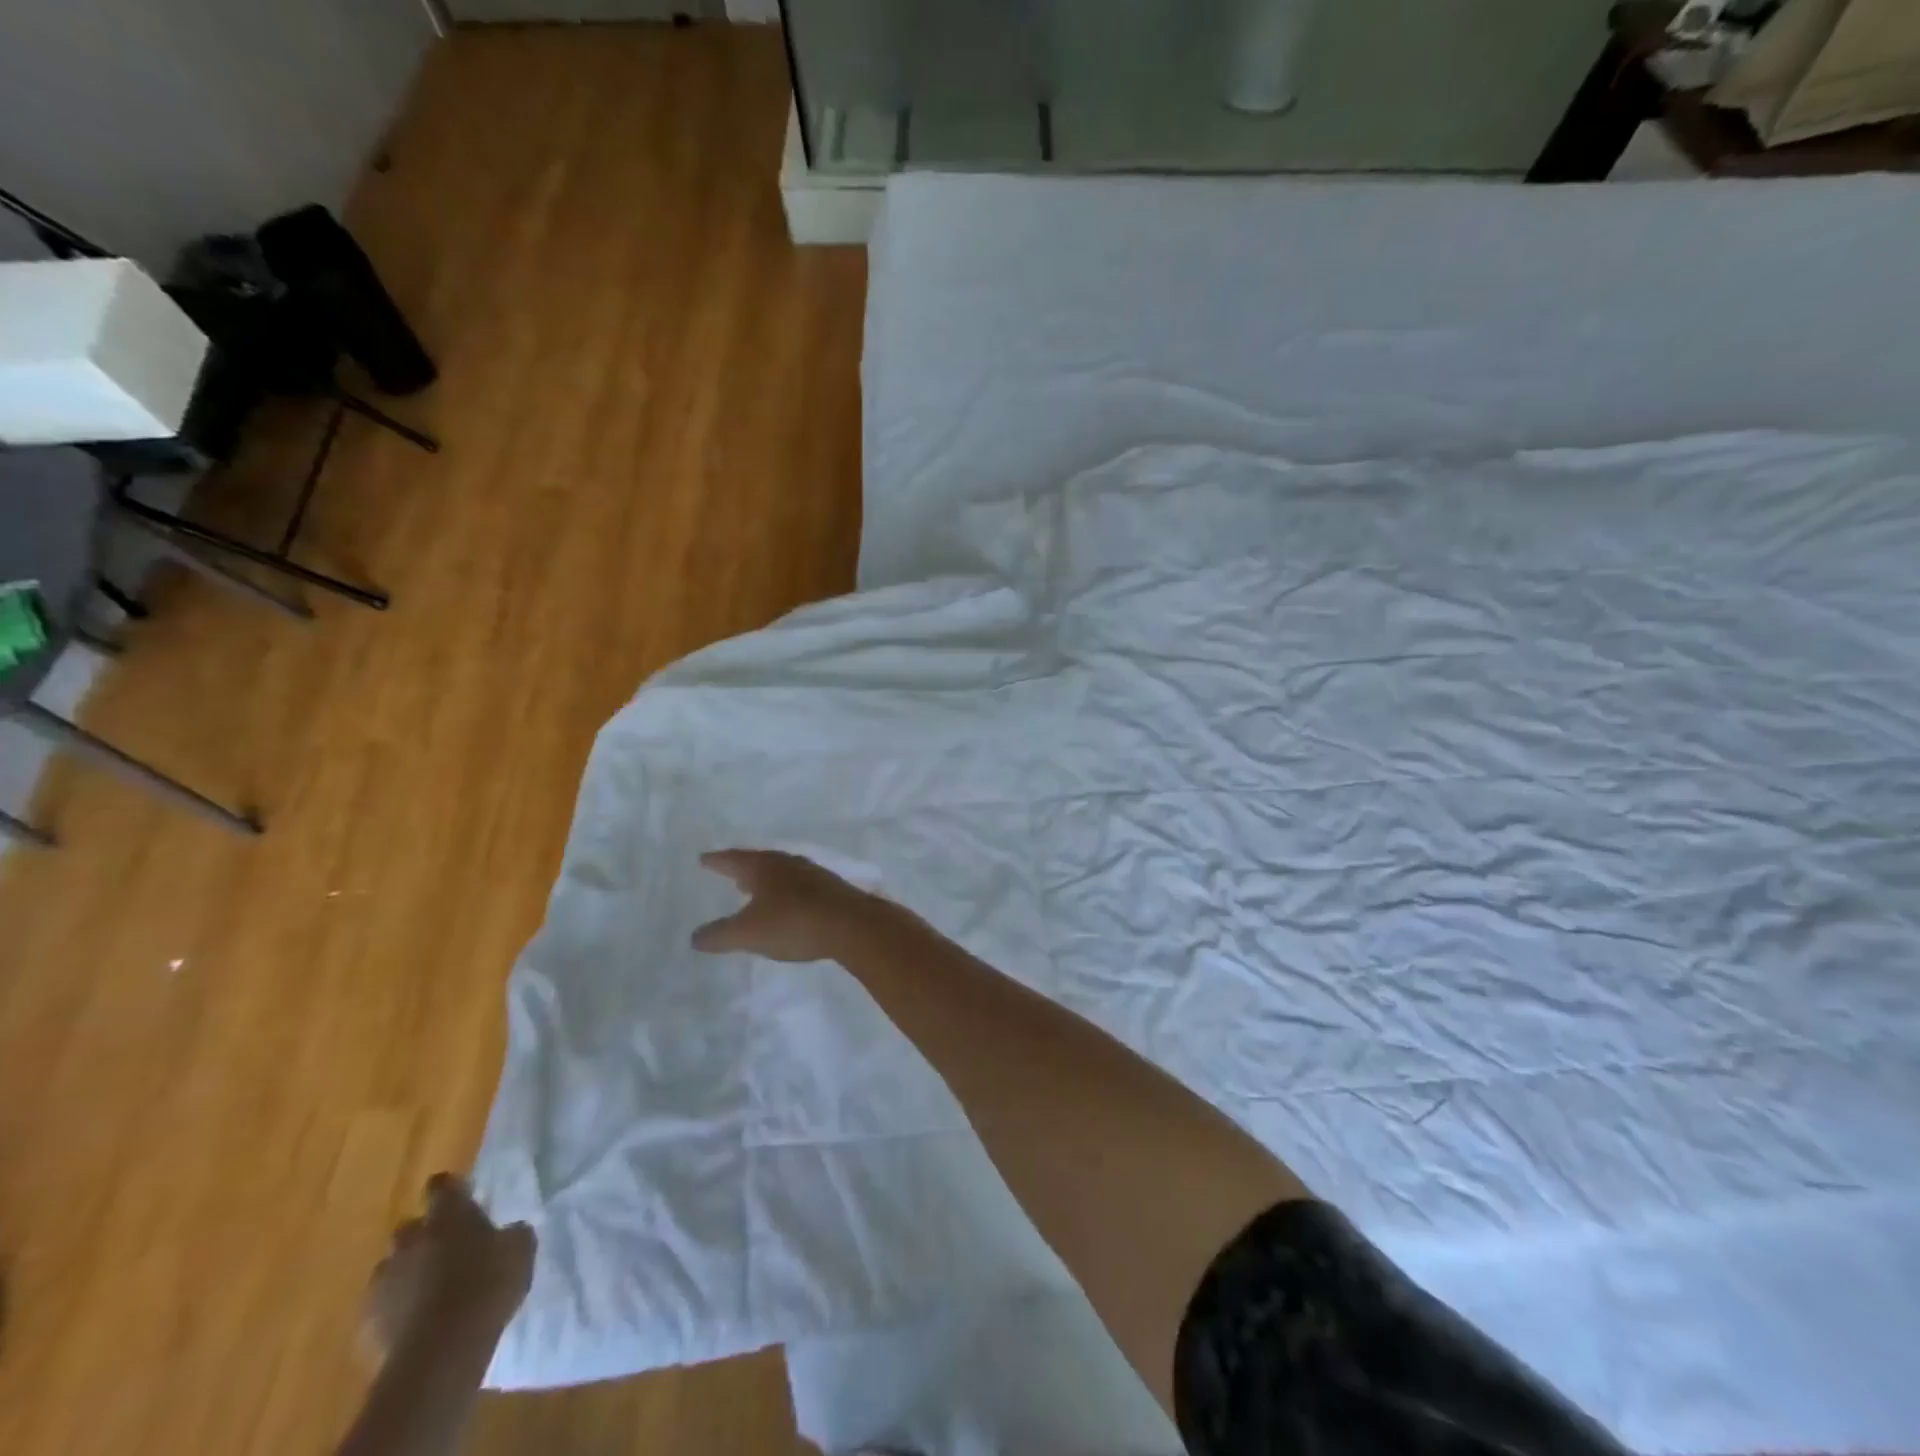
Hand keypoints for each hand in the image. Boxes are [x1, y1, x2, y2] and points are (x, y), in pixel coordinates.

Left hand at [361, 1175, 534, 1367]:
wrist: (439, 1353)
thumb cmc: (487, 1286)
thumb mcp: (520, 1250)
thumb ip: (511, 1234)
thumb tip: (508, 1231)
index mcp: (447, 1215)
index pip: (442, 1185)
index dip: (451, 1191)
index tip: (462, 1198)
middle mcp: (410, 1240)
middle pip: (410, 1227)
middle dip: (424, 1236)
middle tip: (448, 1249)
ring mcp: (384, 1282)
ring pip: (392, 1268)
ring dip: (407, 1273)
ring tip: (430, 1291)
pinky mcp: (368, 1323)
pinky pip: (382, 1307)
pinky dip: (396, 1310)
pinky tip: (417, 1323)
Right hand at [692, 849, 878, 962]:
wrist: (851, 925)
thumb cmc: (793, 923)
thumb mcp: (748, 934)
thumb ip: (719, 935)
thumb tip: (695, 937)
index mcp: (764, 867)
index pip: (734, 859)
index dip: (717, 861)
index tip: (704, 859)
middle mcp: (788, 863)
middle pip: (760, 861)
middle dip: (744, 868)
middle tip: (731, 872)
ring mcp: (813, 874)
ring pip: (783, 872)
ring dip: (767, 879)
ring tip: (756, 889)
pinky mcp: (832, 890)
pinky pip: (801, 886)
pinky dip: (787, 891)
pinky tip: (789, 904)